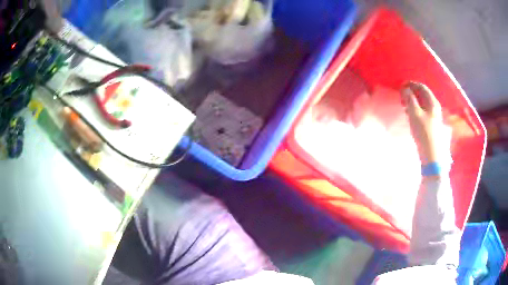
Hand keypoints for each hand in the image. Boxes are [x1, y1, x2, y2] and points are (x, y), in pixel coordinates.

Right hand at [401, 82, 448, 163]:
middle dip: (412, 93)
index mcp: (432, 102)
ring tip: (404, 105)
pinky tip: (410, 115)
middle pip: (423, 95)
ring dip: (413, 102)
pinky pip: (423, 112)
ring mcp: (434, 117)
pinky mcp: (432, 125)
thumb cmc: (423, 132)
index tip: (401, 86)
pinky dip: (416, 110)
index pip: (422, 87)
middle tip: (402, 96)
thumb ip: (409, 99)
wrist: (431, 155)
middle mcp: (435, 107)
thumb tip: (405, 89)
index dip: (411, 84)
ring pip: (423, 104)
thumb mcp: (414, 114)